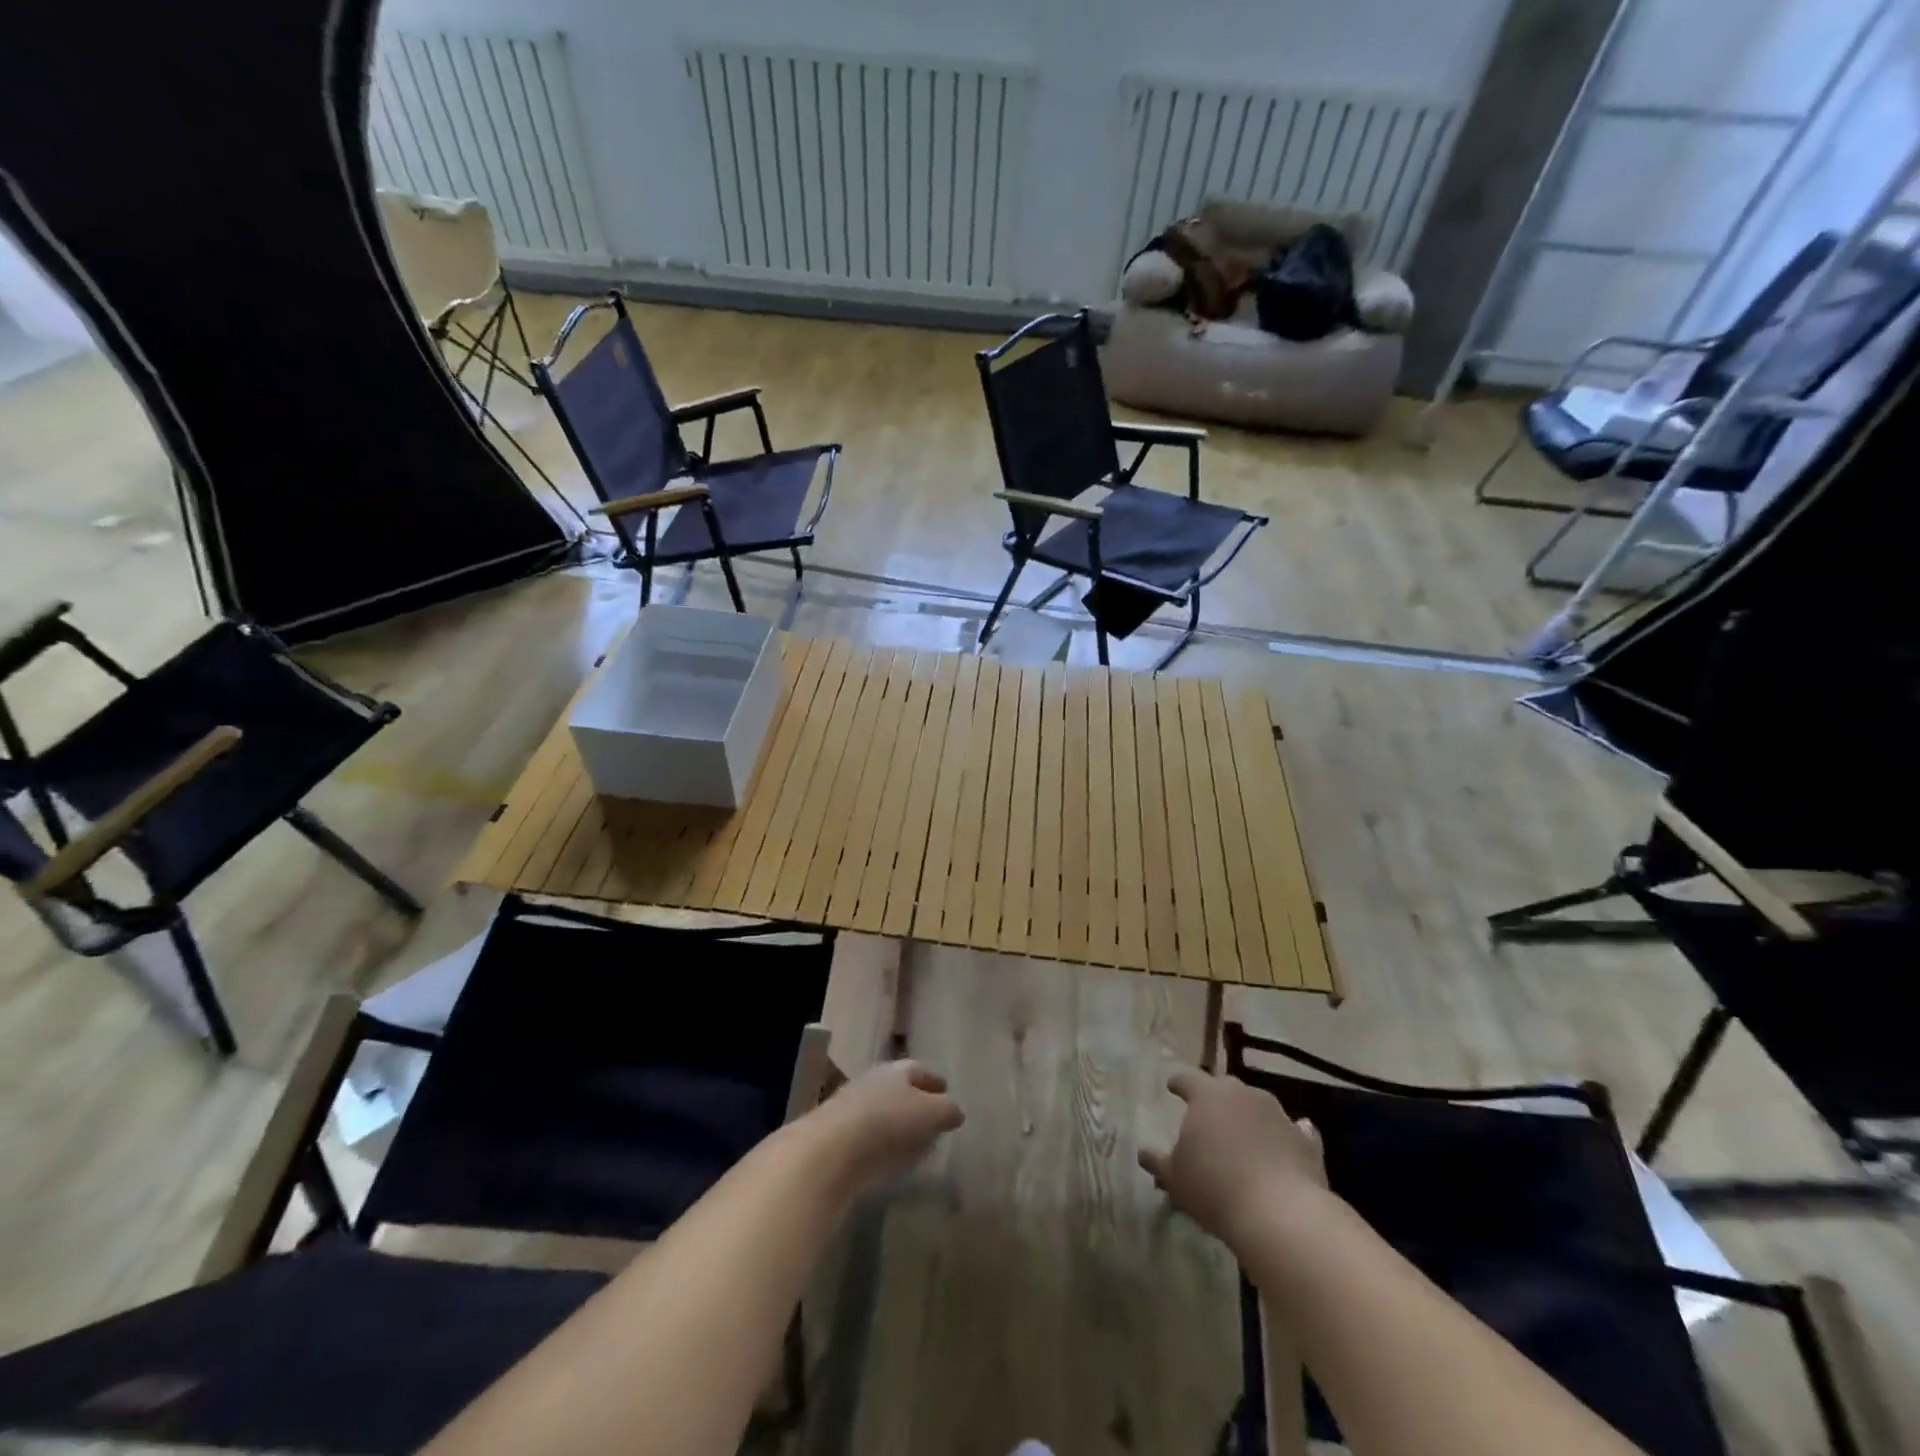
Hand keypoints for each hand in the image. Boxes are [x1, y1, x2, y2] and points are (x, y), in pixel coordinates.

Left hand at [804, 1060, 964, 1197]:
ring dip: (897, 1123)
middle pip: (899, 1088)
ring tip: (914, 1142)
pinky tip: (889, 1159)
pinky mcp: (837, 1136)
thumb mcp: (930, 1113)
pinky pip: (868, 1135)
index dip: (935, 1081)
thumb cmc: (888, 1122)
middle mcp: (873, 1081)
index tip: (946, 1091)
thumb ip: (947, 1110)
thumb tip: (956, 1112)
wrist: (830, 1151)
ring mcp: (851, 1107)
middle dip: (915, 1101)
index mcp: (897, 1070)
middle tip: (932, 1118)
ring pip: (882, 1110)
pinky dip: (881, 1142)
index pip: (920, 1070)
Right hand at [1138, 1067, 1327, 1247]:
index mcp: (1207, 1095)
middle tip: (1207, 1115)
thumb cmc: (1215, 1188)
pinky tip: (1283, 1143)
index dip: (1178, 1082)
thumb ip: (1158, 1161)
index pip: (1187, 1079)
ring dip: (1248, 1116)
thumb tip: (1143, 1153)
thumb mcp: (1175, 1178)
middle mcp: (1243, 1094)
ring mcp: (1278, 1114)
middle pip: (1224, 1088)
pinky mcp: (1306, 1140)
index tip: (1172, 1086)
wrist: (1282, 1215)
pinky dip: (1284, 1134)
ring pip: (1257, 1105)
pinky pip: (1291, 1129)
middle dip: (1215, 1098)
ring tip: (1242, 1135)